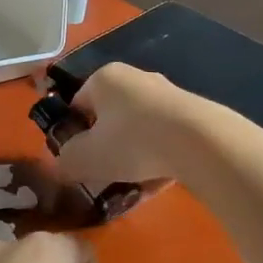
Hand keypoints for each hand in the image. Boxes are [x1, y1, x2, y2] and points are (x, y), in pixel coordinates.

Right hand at [51, 63, 192, 193]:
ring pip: (139, 130)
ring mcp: (168, 94)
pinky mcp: (194, 114)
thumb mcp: (84, 158)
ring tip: (132, 184)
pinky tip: (158, 183)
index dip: (73, 134)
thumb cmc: (131, 142)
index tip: (77, 160)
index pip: (77, 104)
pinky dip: (158, 158)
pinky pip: (165, 138)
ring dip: (133, 155)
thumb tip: (62, 164)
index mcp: (104, 78)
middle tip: (103, 174)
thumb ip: (66, 160)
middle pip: (110, 117)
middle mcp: (135, 78)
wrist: (201, 142)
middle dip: (105, 146)